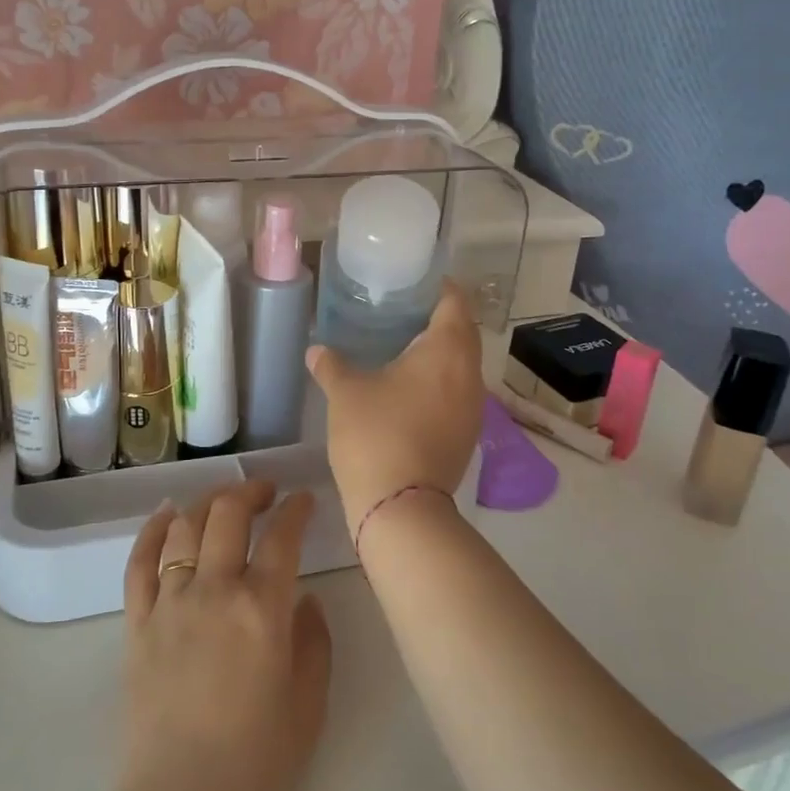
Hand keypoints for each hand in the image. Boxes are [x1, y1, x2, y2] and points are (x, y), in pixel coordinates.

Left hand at [111, 482, 332, 790]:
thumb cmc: (256, 767)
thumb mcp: (309, 706)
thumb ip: (314, 642)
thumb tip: (305, 599)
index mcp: (262, 610)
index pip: (282, 537)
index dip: (296, 509)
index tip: (305, 500)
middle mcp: (213, 591)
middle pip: (228, 514)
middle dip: (250, 491)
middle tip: (266, 492)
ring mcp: (169, 604)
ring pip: (185, 527)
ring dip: (207, 502)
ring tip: (223, 501)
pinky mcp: (136, 624)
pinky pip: (139, 562)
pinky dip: (153, 530)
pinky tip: (167, 514)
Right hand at [306, 281, 484, 530]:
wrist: (402, 506)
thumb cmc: (376, 435)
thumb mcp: (345, 394)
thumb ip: (331, 365)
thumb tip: (315, 350)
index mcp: (446, 350)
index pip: (454, 302)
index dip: (438, 288)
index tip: (414, 284)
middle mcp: (470, 373)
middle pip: (463, 332)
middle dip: (438, 319)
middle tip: (402, 313)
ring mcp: (474, 406)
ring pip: (463, 365)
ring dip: (441, 352)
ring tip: (404, 348)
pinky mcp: (467, 433)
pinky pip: (458, 391)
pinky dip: (440, 381)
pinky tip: (410, 388)